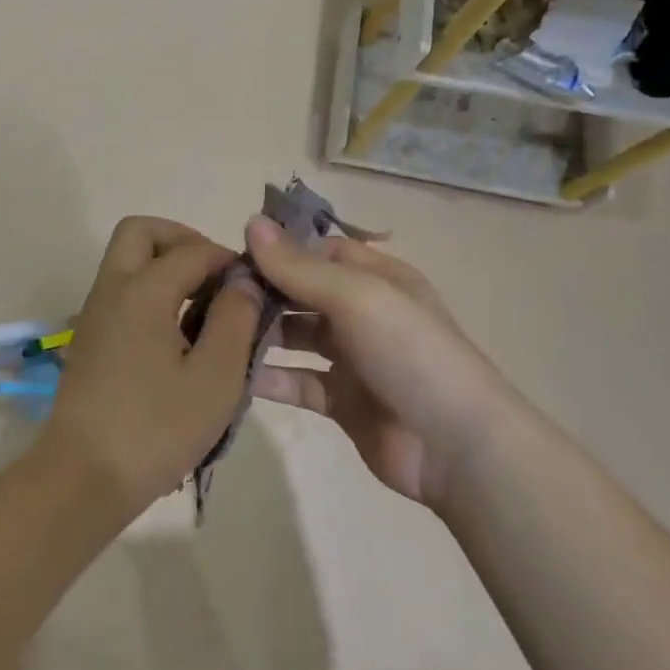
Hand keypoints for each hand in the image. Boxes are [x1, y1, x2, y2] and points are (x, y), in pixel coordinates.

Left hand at [44, 217, 264, 515]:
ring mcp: (94, 314)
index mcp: (142, 291)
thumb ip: (235, 320)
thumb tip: (243, 282)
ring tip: (203, 307)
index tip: (253, 285)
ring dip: (165, 266)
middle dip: (182, 240)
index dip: (226, 259)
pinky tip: (178, 335)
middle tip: (214, 275)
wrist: (83, 478)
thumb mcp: (214, 378)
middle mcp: (111, 290)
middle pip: (141, 232)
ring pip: (127, 261)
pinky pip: (121, 291)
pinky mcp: (90, 339)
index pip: (191, 250)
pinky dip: (150, 291)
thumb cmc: (155, 428)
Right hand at [245, 216, 504, 507]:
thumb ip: (299, 266)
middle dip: (264, 292)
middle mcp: (364, 312)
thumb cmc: (409, 352)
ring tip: (216, 333)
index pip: (320, 251)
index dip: (281, 250)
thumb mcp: (356, 296)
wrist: (455, 446)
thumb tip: (251, 223)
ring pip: (297, 338)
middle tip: (214, 296)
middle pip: (304, 293)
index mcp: (377, 278)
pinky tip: (232, 376)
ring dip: (262, 334)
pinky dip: (270, 379)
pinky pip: (298, 382)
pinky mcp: (342, 402)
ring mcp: (353, 359)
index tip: (233, 255)